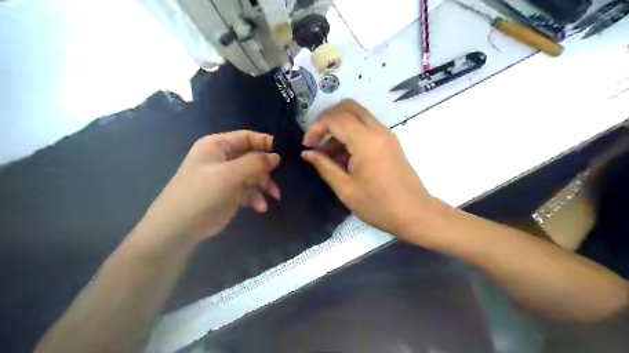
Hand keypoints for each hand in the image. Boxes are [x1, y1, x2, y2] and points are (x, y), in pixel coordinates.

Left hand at [140, 130, 282, 244]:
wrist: (179, 228)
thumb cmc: (202, 194)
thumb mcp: (229, 175)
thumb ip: (255, 163)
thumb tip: (276, 157)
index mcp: (217, 146)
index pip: (246, 137)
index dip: (265, 143)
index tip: (282, 153)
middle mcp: (222, 158)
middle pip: (252, 157)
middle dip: (266, 170)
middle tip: (276, 180)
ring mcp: (226, 177)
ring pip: (253, 175)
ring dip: (264, 185)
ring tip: (273, 197)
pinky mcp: (229, 193)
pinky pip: (248, 190)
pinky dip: (256, 197)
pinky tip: (260, 207)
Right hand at [302, 100, 438, 240]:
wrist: (415, 213)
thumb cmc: (379, 206)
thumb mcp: (346, 190)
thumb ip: (324, 167)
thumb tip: (307, 153)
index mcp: (366, 143)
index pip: (336, 118)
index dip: (316, 127)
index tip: (307, 145)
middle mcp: (378, 131)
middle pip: (347, 106)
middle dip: (326, 119)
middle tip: (315, 140)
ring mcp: (386, 134)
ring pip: (357, 114)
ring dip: (338, 125)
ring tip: (327, 153)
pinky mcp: (389, 140)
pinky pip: (365, 125)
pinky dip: (350, 132)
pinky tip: (342, 156)